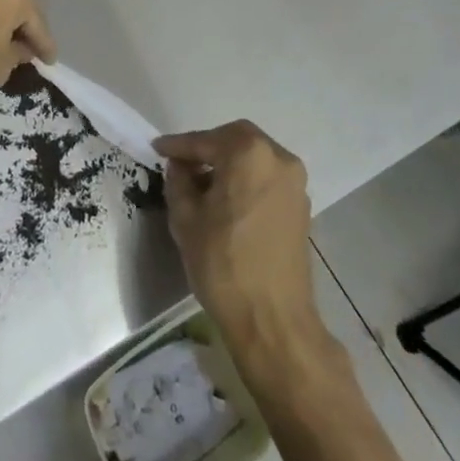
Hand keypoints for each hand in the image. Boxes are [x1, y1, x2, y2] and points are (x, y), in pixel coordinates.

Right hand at [156, 121, 329, 376]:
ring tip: (202, 183)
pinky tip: (227, 199)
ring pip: (255, 157)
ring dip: (229, 162)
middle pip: (236, 139)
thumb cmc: (223, 264)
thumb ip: (179, 181)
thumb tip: (180, 166)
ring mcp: (295, 183)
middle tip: (182, 162)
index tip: (157, 149)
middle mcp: (278, 158)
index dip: (178, 145)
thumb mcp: (186, 219)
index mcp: (249, 154)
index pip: (205, 141)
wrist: (273, 321)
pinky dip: (246, 179)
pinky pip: (267, 177)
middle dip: (208, 147)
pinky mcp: (301, 207)